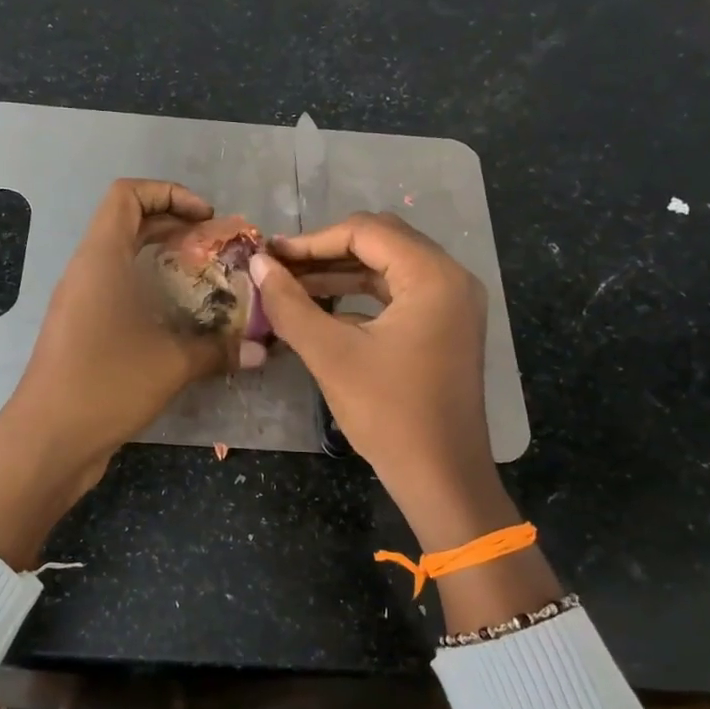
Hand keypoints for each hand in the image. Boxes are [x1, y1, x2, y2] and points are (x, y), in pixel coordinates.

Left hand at [0, 180, 232, 568]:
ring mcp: (80, 302)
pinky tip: (182, 323)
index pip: (127, 195)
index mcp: (101, 258)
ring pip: (124, 261)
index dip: (169, 193)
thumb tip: (260, 350)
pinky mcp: (81, 331)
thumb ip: (218, 349)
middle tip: (217, 251)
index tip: (207, 218)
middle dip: (176, 228)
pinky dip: (151, 294)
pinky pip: (118, 293)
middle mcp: (87, 271)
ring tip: (208, 284)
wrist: (48, 440)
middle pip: (128, 224)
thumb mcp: (171, 363)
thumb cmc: (106, 384)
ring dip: (165, 263)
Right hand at [252, 213, 562, 631]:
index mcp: (432, 276)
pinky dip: (360, 296)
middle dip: (326, 252)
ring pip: (388, 268)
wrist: (442, 476)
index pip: (366, 231)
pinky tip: (323, 309)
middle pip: (381, 242)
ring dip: (340, 273)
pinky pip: (398, 295)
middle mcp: (450, 278)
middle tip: (279, 267)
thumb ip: (290, 304)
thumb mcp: (331, 354)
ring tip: (291, 285)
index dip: (312, 240)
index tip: (270, 255)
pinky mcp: (445, 327)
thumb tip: (257, 265)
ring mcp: (452, 304)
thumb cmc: (388, 413)